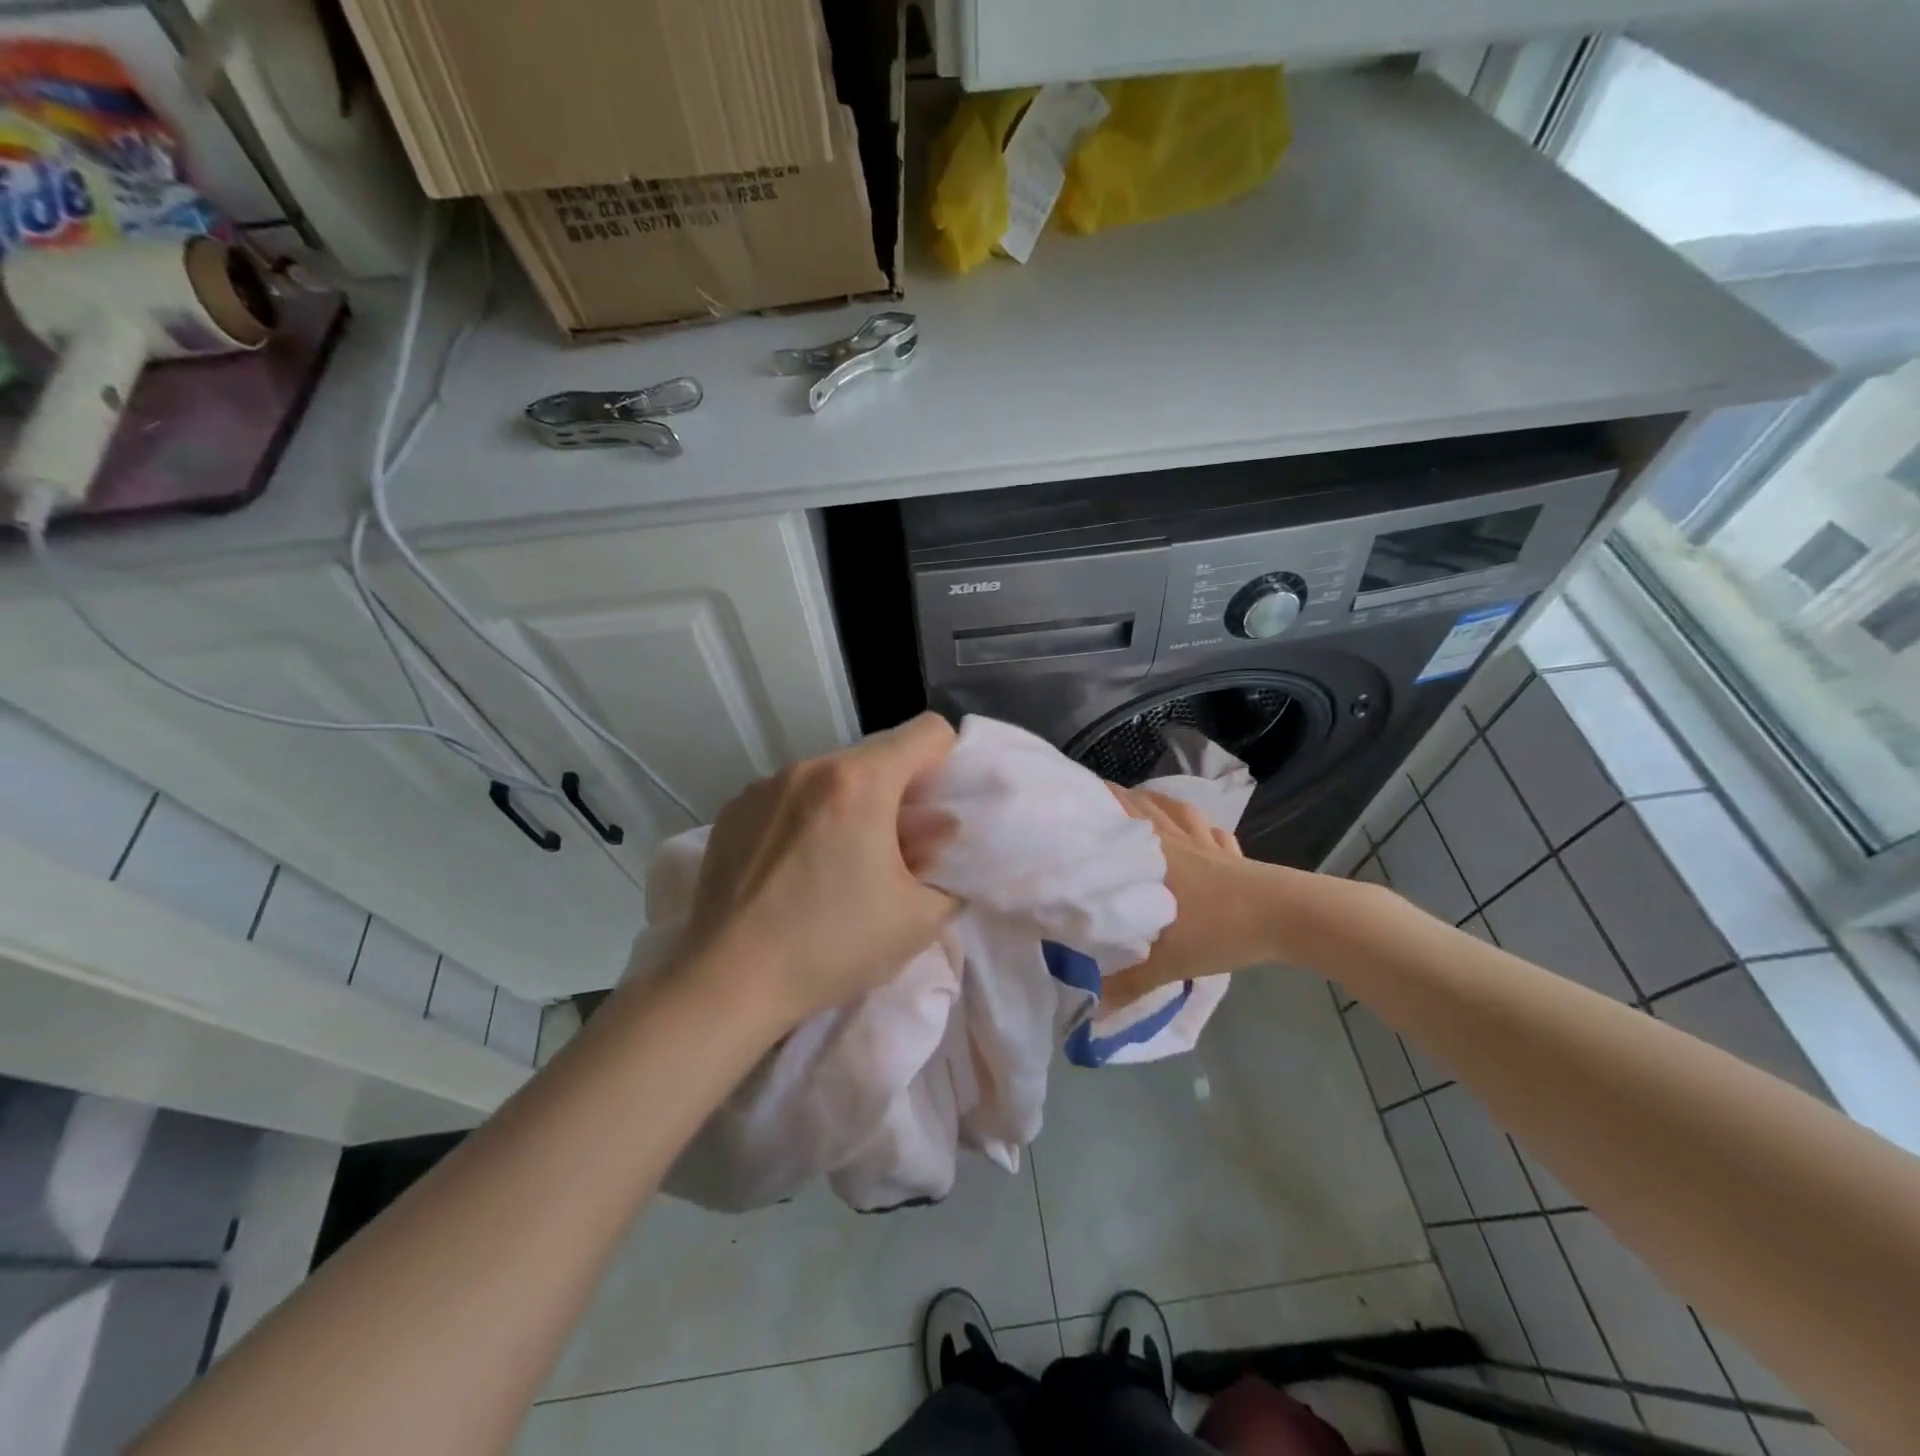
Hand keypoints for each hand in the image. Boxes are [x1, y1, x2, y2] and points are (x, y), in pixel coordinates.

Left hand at [677, 713, 959, 1027]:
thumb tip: (939, 840)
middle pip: (877, 757)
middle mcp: (810, 767)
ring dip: (850, 805)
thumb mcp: (917, 920)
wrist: (728, 982)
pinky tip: (793, 870)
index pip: (927, 732)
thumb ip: (949, 870)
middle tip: (891, 852)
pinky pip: (790, 796)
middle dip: (897, 794)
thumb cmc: (831, 947)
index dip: (946, 764)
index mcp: (860, 782)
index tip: (936, 812)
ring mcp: (765, 785)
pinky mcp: (733, 809)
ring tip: (836, 865)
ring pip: (832, 776)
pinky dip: (807, 817)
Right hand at [1100, 786, 1290, 1007]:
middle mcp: (1175, 839)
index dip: (1092, 802)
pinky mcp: (1234, 853)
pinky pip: (1210, 830)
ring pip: (1176, 810)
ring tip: (1139, 804)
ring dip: (1155, 803)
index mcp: (1152, 855)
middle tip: (1093, 801)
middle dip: (1116, 798)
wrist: (1288, 916)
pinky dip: (1198, 825)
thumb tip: (1088, 1009)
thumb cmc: (1219, 929)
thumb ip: (1126, 984)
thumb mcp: (1166, 963)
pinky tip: (1198, 831)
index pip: (1116, 817)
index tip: (1068, 801)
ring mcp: (1207, 842)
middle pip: (1142, 805)